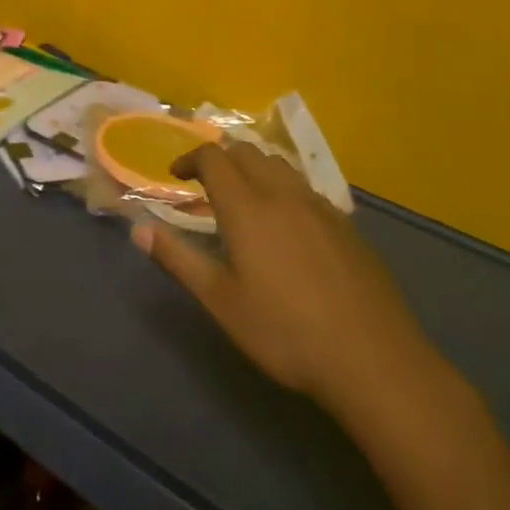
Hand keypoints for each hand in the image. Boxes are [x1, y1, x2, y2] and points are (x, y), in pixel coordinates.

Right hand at [132, 142, 436, 411]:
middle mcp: (282, 193)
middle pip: (246, 151)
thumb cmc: (285, 332)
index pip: (213, 157)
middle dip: (220, 158)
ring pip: (278, 165)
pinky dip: (282, 187)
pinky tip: (285, 224)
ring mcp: (319, 206)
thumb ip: (177, 259)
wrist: (372, 358)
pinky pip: (304, 187)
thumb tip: (137, 228)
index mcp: (247, 207)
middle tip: (204, 184)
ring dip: (252, 168)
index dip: (189, 158)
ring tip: (242, 197)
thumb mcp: (221, 301)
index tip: (175, 175)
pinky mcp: (344, 224)